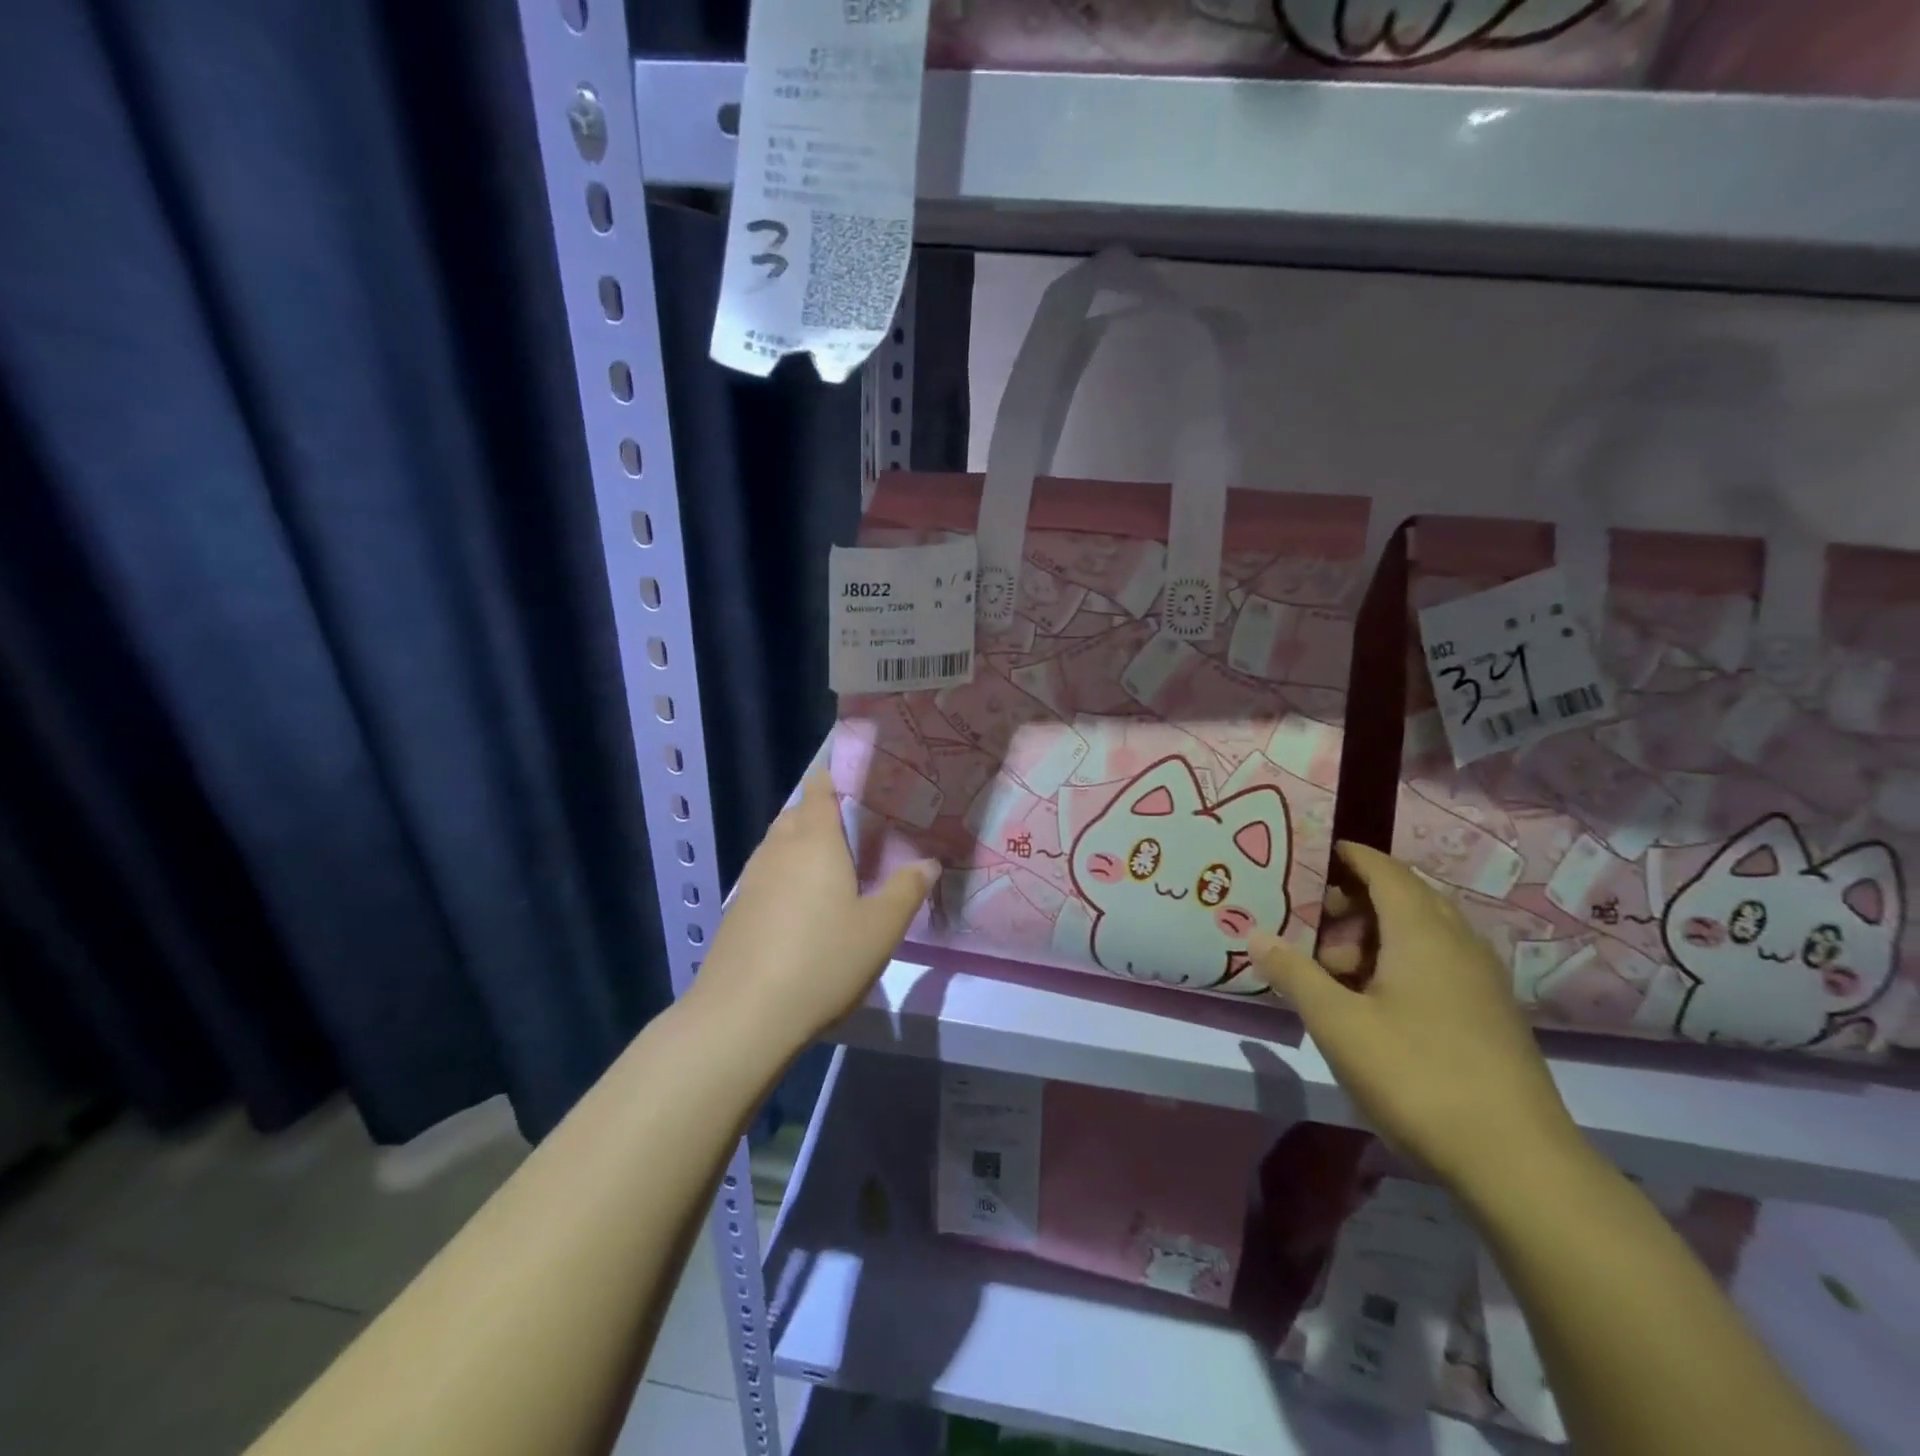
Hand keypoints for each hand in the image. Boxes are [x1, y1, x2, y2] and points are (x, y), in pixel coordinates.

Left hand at [689, 770, 936, 1050]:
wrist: (743, 1016)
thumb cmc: (822, 961)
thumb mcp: (880, 928)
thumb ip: (907, 890)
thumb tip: (929, 861)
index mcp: (815, 840)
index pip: (820, 789)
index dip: (836, 777)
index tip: (861, 780)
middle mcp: (779, 849)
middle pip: (797, 813)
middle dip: (822, 812)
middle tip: (857, 826)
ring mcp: (752, 879)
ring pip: (779, 843)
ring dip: (802, 843)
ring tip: (833, 862)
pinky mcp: (738, 910)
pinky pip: (767, 873)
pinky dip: (787, 873)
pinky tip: (803, 902)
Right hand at [1249, 842, 1582, 1196]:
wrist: (1518, 1162)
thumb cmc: (1417, 1075)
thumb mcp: (1338, 1023)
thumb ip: (1294, 972)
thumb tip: (1254, 933)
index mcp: (1422, 932)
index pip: (1385, 870)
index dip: (1350, 856)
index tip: (1314, 854)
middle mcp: (1458, 944)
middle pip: (1403, 898)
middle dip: (1354, 902)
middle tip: (1312, 926)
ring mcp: (1481, 981)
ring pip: (1421, 934)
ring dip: (1375, 938)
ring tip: (1336, 974)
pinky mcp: (1491, 1015)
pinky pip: (1438, 963)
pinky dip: (1400, 963)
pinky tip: (1375, 1003)